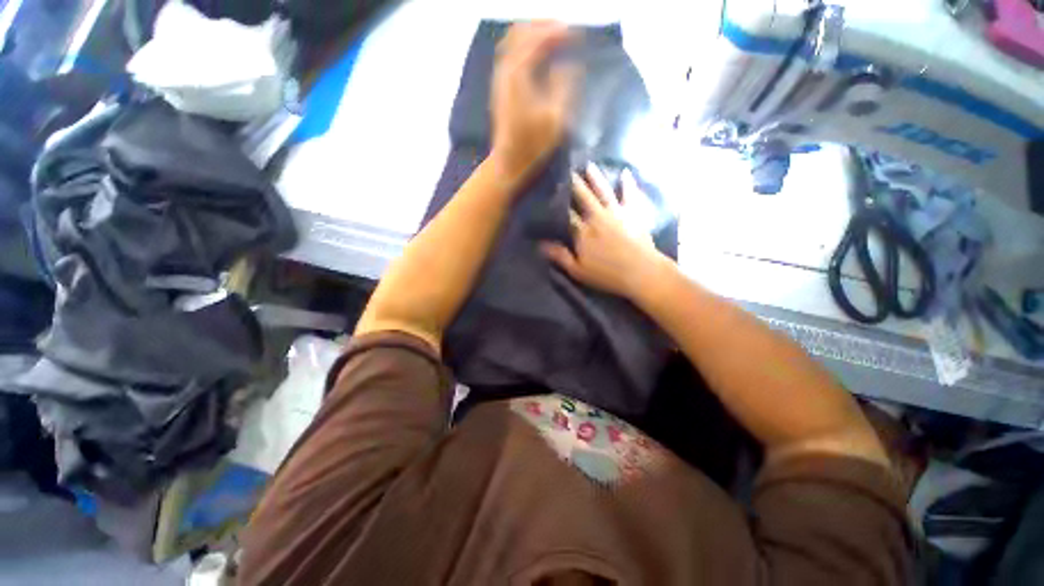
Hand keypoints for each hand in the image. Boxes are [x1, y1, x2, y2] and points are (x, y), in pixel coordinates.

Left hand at [489, 22, 577, 186]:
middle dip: (543, 26)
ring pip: (513, 42)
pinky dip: (525, 47)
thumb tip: (570, 65)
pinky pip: (511, 55)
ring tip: (554, 37)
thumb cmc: (533, 145)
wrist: (509, 162)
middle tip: (565, 30)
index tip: (577, 34)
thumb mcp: (556, 118)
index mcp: (519, 75)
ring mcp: (500, 79)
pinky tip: (538, 55)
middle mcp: (505, 70)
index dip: (558, 33)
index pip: (537, 40)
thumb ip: (564, 86)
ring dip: (533, 34)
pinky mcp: (501, 88)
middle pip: (521, 33)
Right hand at [542, 165, 670, 299]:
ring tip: (589, 165)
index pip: (567, 214)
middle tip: (568, 170)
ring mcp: (616, 213)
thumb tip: (541, 245)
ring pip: (603, 191)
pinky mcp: (633, 213)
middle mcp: (597, 217)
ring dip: (595, 178)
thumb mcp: (578, 270)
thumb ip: (560, 256)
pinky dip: (628, 183)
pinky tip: (626, 172)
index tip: (551, 193)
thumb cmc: (607, 274)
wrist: (641, 272)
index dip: (559, 204)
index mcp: (583, 232)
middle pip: (583, 197)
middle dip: (575, 184)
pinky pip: (630, 194)